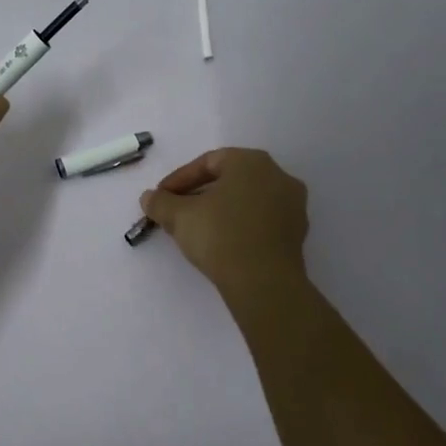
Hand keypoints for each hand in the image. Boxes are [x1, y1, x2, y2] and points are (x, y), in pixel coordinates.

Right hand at [139, 147, 309, 293]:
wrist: (264, 283)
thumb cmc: (220, 236)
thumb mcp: (180, 217)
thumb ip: (161, 203)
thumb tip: (148, 198)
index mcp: (251, 161)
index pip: (207, 162)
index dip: (179, 179)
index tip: (161, 198)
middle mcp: (277, 175)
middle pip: (229, 179)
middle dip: (200, 194)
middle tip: (177, 212)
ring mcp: (293, 204)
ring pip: (246, 200)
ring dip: (220, 210)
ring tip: (198, 229)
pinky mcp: (297, 232)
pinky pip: (261, 220)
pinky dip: (240, 225)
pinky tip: (223, 243)